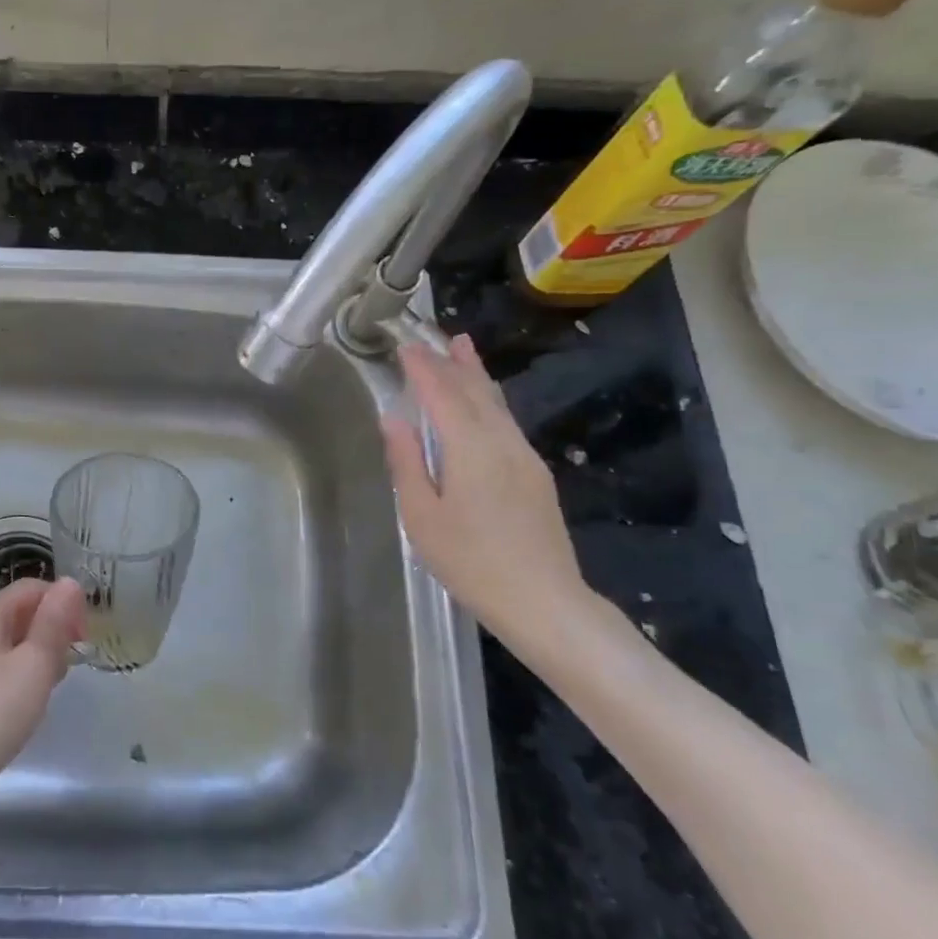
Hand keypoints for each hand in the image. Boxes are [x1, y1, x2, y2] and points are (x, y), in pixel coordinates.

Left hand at [0, 577, 85, 839]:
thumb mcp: (35, 663)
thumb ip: (54, 622)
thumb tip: (70, 581)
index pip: (31, 588)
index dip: (63, 603)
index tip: (85, 636)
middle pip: (21, 614)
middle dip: (53, 630)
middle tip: (73, 661)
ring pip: (13, 646)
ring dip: (40, 656)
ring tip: (55, 685)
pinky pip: (2, 673)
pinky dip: (23, 679)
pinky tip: (31, 706)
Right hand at [380, 335, 595, 658]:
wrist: (544, 602)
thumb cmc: (471, 562)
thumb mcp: (422, 516)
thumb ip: (407, 462)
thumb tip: (393, 419)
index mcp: (470, 449)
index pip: (443, 394)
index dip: (423, 368)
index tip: (406, 346)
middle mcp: (502, 443)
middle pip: (477, 391)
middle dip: (455, 362)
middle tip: (438, 337)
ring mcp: (525, 458)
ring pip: (497, 405)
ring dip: (477, 376)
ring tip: (464, 351)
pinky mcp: (536, 476)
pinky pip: (507, 422)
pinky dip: (489, 401)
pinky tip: (483, 405)